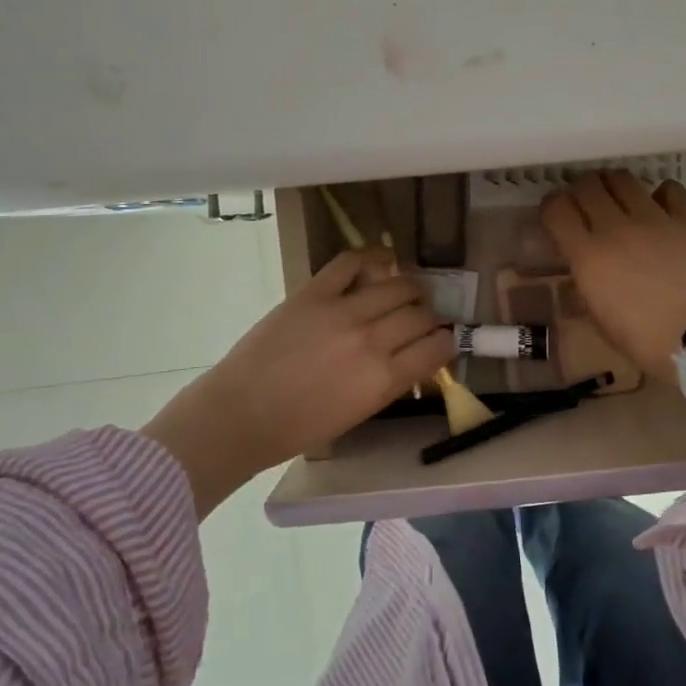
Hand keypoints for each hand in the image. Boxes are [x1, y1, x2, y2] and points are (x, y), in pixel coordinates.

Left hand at [143, 250, 455, 515]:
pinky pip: (351, 262)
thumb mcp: (358, 413)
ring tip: (405, 292)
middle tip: (419, 320)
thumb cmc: (298, 428)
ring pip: (397, 285)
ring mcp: (342, 312)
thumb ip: (389, 381)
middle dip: (428, 317)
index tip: (440, 342)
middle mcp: (371, 341)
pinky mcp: (314, 292)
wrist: (240, 415)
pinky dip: (372, 257)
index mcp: (383, 379)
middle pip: (420, 314)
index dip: (445, 342)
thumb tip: (412, 357)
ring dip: (409, 289)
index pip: (437, 348)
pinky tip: (382, 261)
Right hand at [540, 172, 685, 384]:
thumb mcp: (598, 318)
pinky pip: (669, 190)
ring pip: (623, 180)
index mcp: (587, 255)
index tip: (555, 214)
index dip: (551, 207)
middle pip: (587, 186)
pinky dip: (660, 194)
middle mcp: (615, 227)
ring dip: (613, 185)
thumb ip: (583, 285)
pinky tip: (660, 206)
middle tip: (585, 202)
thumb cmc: (643, 339)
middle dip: (580, 190)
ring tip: (617, 197)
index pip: (556, 209)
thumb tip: (579, 267)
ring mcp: (654, 219)